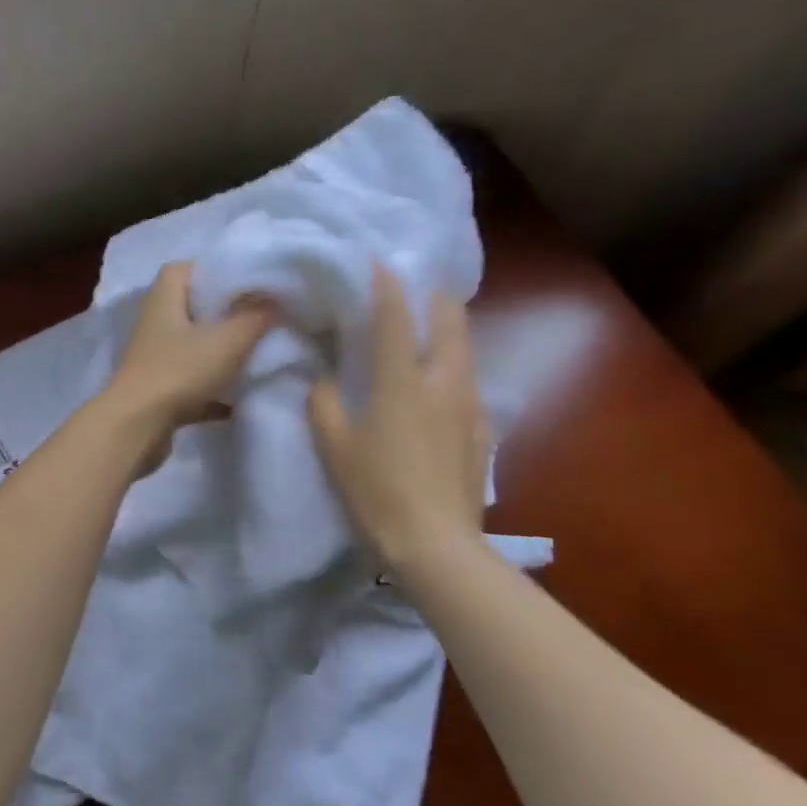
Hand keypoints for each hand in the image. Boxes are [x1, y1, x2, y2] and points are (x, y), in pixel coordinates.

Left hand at [101, 262, 274, 465]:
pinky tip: (241, 400)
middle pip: (191, 308)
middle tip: (260, 317)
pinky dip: (215, 391)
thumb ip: (255, 316)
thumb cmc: (179, 372)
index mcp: (164, 299)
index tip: (247, 280)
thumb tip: (275, 299)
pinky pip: (193, 384)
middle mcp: (155, 324)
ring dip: (221, 353)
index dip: (214, 269)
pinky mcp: (159, 392)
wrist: (137, 428)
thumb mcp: (227, 339)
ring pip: (193, 347)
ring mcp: (154, 360)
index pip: (184, 268)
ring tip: (257, 354)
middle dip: (224, 313)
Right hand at [307, 266, 490, 574]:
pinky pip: (471, 387)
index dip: (388, 287)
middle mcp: (443, 383)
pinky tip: (448, 385)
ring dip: (452, 330)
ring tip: (436, 326)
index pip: (395, 319)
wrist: (435, 543)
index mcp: (402, 382)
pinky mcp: (482, 432)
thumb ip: (324, 405)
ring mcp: (469, 407)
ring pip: (467, 352)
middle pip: (451, 323)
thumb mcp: (335, 447)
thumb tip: (324, 380)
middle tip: (421, 287)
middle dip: (436, 298)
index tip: (381, 262)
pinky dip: (458, 371)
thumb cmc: (376, 490)